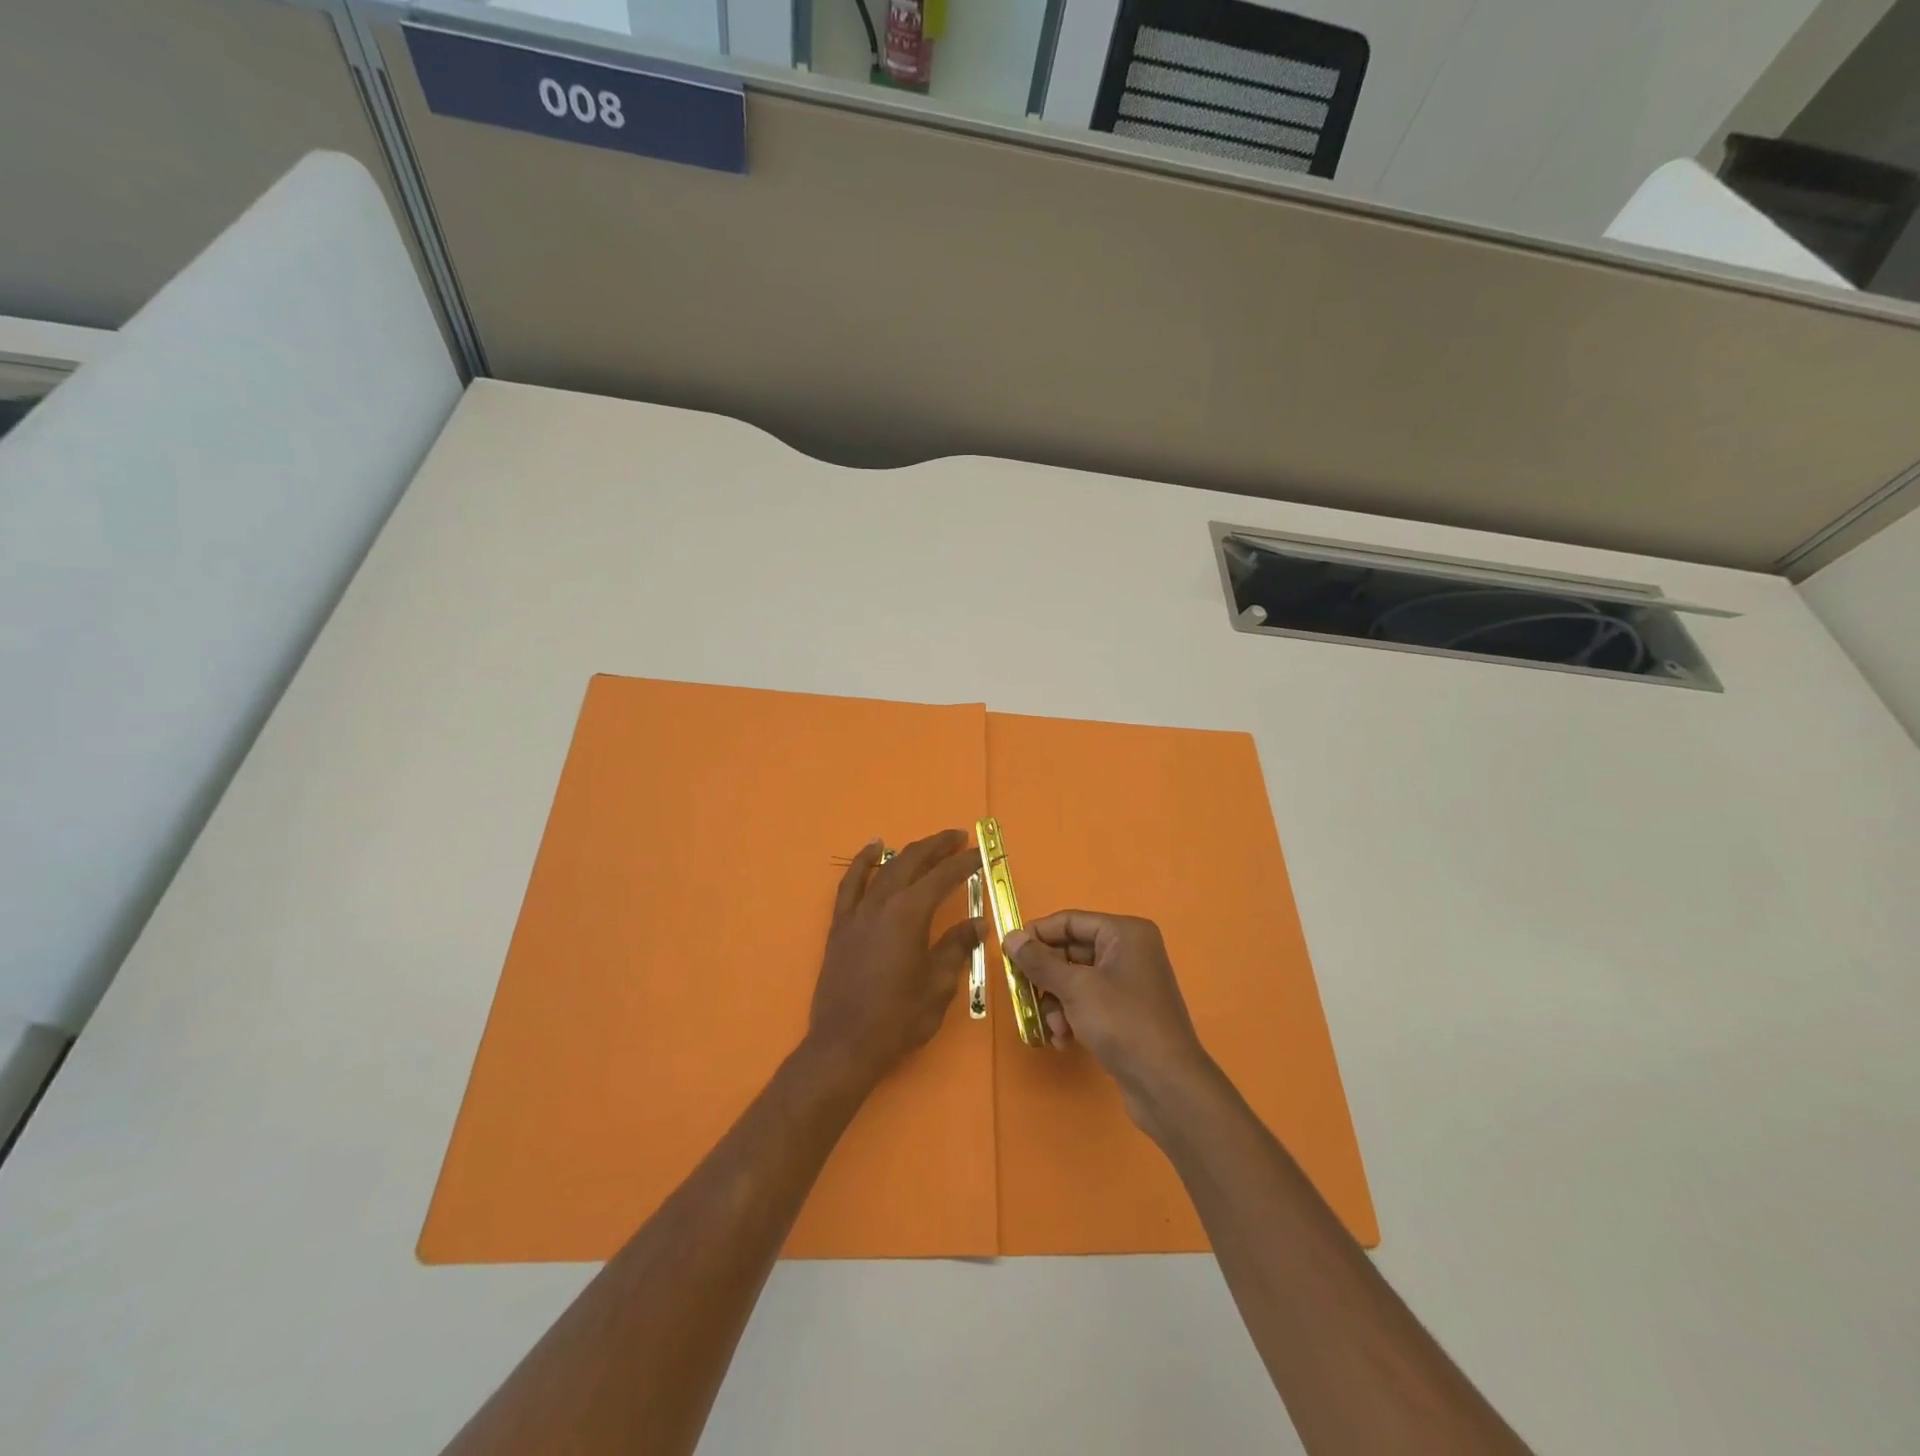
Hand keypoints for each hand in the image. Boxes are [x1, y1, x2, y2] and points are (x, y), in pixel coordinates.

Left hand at [806, 830, 985, 1090]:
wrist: (845, 1044)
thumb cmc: (898, 1018)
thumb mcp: (938, 985)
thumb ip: (956, 947)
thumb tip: (976, 924)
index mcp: (909, 915)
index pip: (942, 878)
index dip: (964, 864)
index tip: (980, 854)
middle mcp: (881, 903)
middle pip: (912, 862)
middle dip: (937, 847)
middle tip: (959, 838)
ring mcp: (857, 912)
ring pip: (884, 868)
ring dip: (908, 852)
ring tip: (928, 844)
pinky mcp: (840, 925)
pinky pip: (851, 883)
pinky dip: (863, 862)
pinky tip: (873, 849)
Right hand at [1004, 912, 1217, 1135]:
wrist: (1167, 1085)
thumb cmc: (1123, 1023)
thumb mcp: (1076, 988)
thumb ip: (1040, 961)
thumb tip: (1010, 937)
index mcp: (1124, 933)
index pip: (1070, 921)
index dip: (1038, 935)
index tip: (1008, 954)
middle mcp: (1129, 951)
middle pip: (1071, 951)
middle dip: (1047, 978)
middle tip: (1024, 996)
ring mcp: (1129, 983)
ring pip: (1076, 980)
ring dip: (1057, 1003)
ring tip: (1054, 1029)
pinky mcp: (1126, 1012)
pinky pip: (1088, 1002)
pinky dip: (1072, 1017)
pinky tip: (1064, 1041)